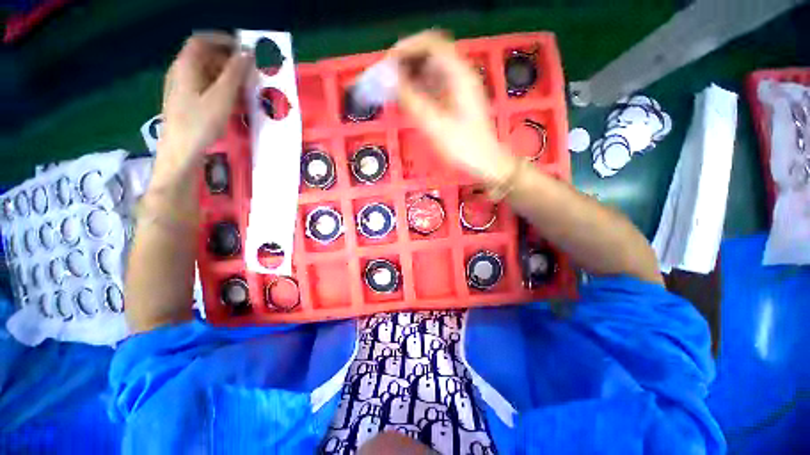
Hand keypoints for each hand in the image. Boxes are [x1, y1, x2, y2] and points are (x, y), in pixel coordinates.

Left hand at [154, 32, 250, 186]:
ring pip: (207, 72)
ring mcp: (182, 87)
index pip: (203, 41)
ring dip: (227, 76)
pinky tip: (234, 102)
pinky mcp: (187, 101)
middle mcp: (181, 72)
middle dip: (229, 61)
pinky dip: (221, 88)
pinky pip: (205, 87)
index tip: (245, 51)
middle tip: (250, 73)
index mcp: (186, 66)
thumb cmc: (200, 123)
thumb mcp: (221, 97)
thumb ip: (235, 74)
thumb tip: (248, 53)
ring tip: (246, 89)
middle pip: (205, 56)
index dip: (224, 41)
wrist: (181, 152)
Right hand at [390, 31, 515, 182]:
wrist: (485, 162)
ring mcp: (458, 87)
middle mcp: (459, 74)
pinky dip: (418, 87)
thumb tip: (388, 79)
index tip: (388, 63)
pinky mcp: (455, 99)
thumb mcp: (436, 125)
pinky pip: (433, 84)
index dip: (407, 47)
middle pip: (430, 53)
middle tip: (387, 78)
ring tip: (393, 88)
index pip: (431, 43)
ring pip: (430, 69)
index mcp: (459, 74)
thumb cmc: (464, 146)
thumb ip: (412, 100)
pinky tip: (407, 98)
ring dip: (410, 74)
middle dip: (406, 61)